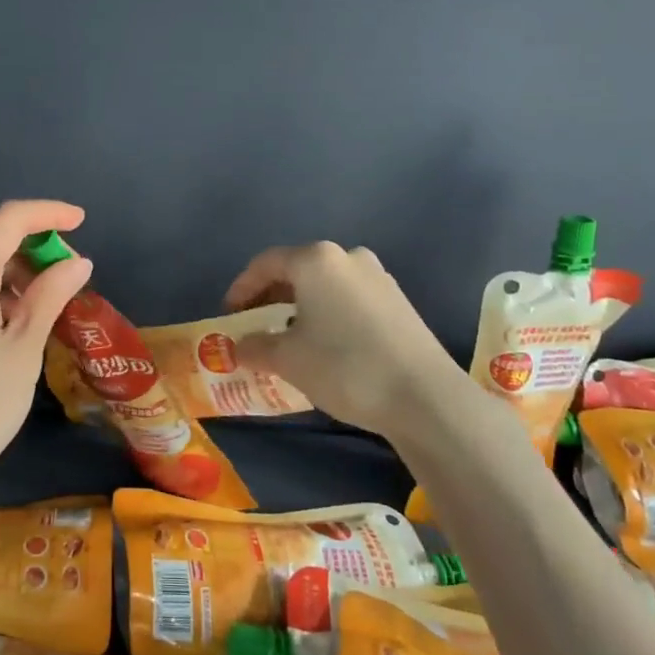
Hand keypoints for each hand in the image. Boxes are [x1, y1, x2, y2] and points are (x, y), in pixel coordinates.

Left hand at [0, 200, 93, 497]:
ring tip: (49, 297)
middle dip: (33, 241)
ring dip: (14, 267)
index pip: (9, 218)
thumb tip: (77, 262)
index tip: (81, 221)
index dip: (48, 213)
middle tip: (71, 269)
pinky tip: (15, 317)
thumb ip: (49, 296)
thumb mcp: (23, 349)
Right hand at [224, 242, 453, 436]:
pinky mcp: (399, 302)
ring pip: (325, 285)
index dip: (241, 288)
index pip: (266, 263)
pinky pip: (349, 299)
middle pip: (297, 269)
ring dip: (300, 305)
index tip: (230, 315)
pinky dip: (328, 313)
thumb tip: (239, 347)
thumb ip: (255, 347)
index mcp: (316, 260)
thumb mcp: (288, 359)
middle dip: (271, 296)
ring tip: (288, 336)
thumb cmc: (344, 366)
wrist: (424, 397)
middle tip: (255, 324)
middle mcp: (348, 257)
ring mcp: (379, 277)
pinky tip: (326, 343)